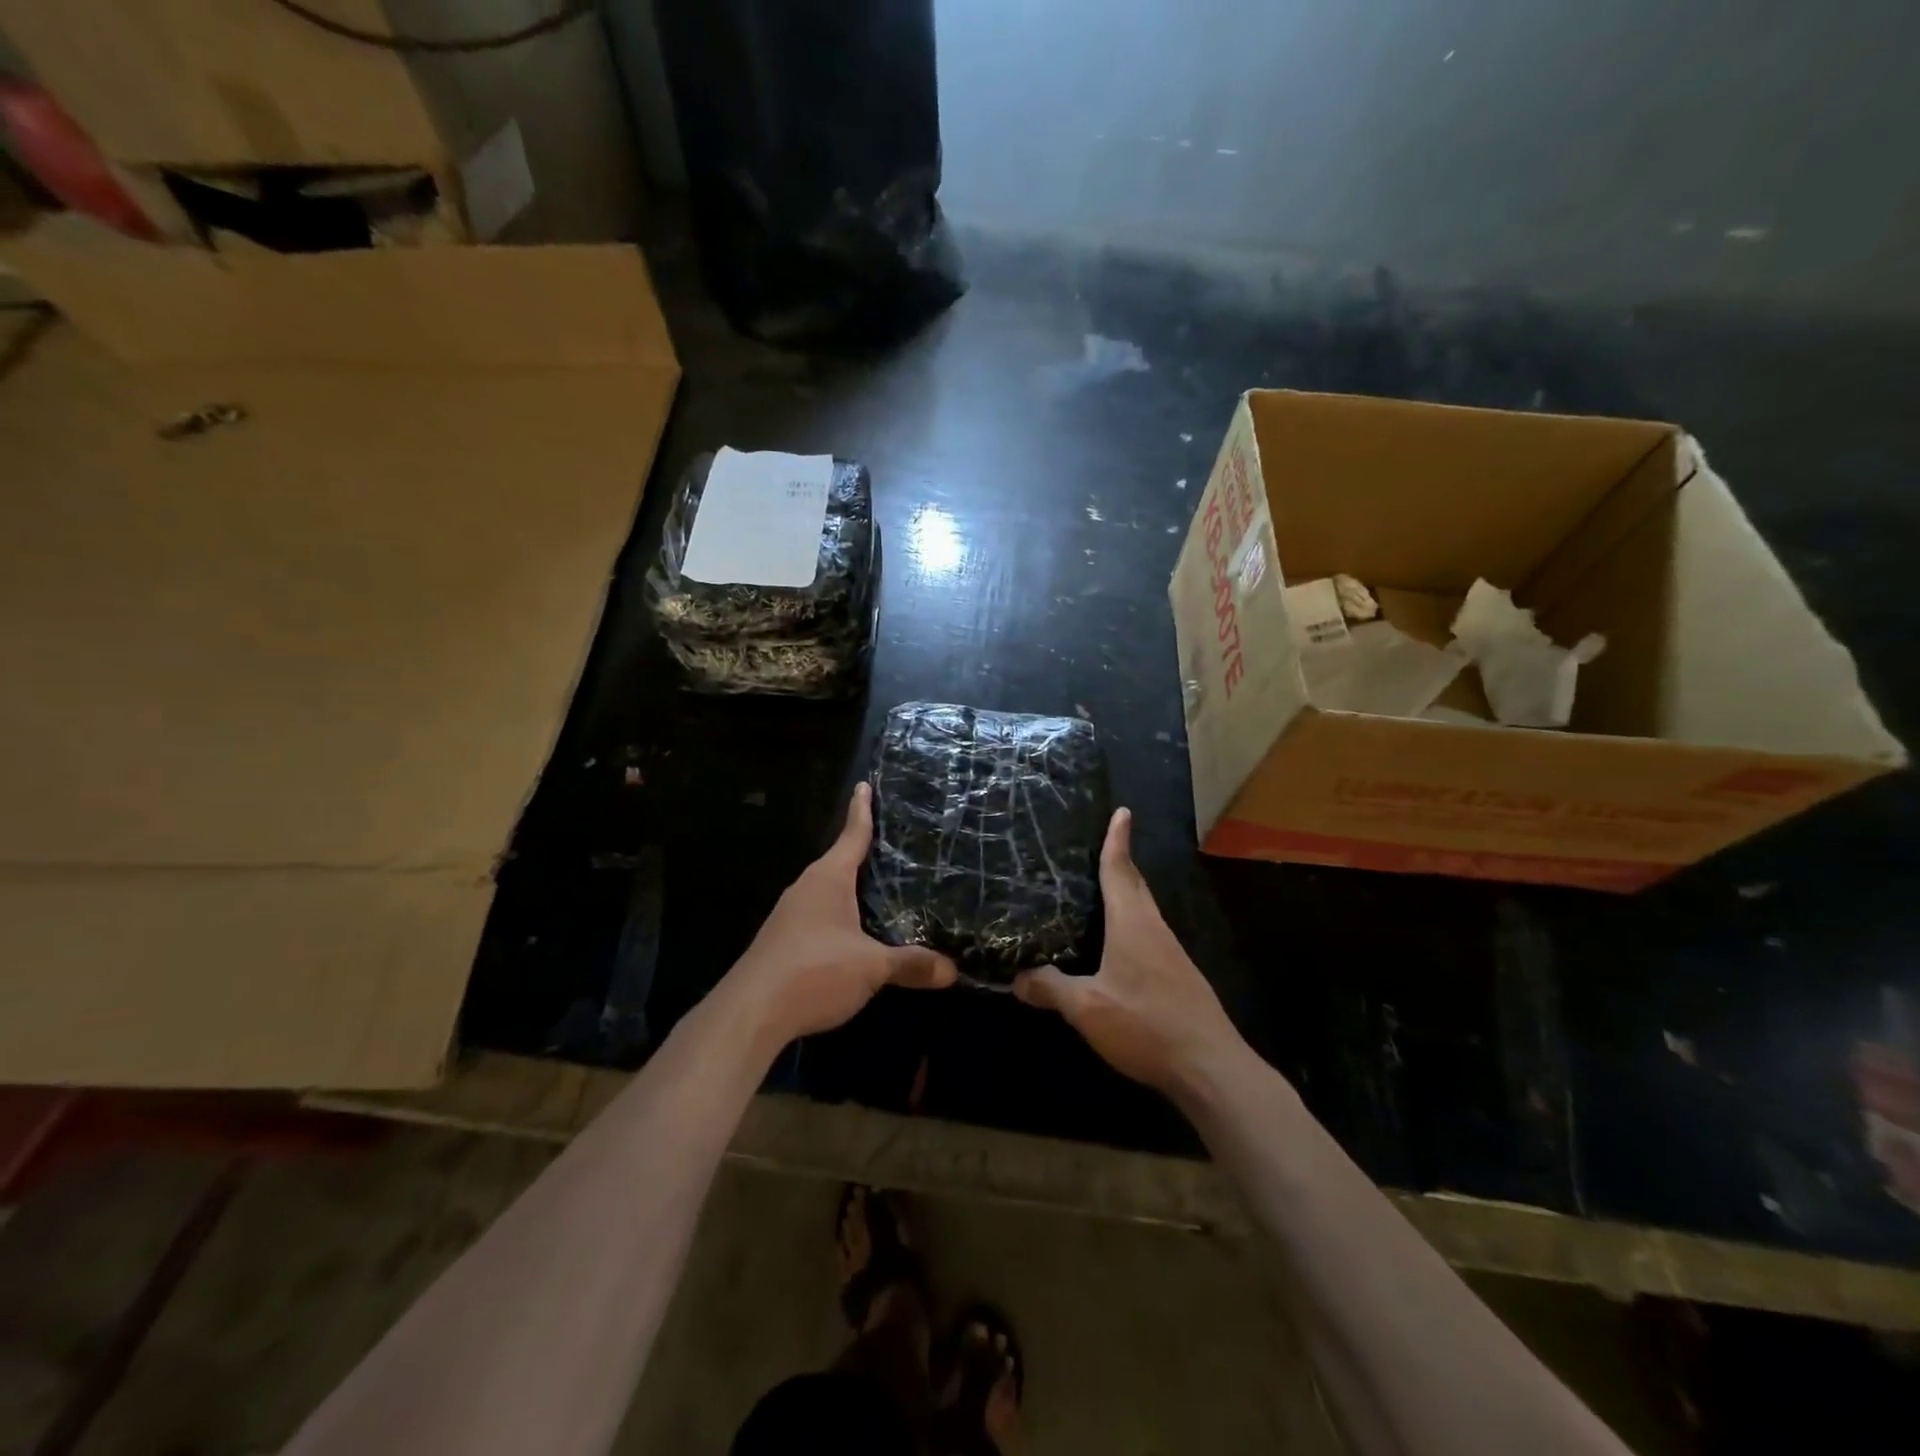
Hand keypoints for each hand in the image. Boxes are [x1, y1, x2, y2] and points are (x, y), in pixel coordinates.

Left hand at [727, 782, 958, 1048]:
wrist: (750, 1012)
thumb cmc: (814, 971)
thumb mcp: (871, 967)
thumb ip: (911, 964)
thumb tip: (953, 970)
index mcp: (828, 878)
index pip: (852, 835)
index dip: (862, 810)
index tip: (864, 784)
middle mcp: (806, 887)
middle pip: (839, 861)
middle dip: (861, 852)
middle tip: (891, 843)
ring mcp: (790, 914)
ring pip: (827, 891)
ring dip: (849, 888)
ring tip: (877, 888)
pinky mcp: (782, 940)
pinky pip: (817, 915)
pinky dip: (838, 915)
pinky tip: (853, 933)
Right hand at [1013, 808, 1244, 1099]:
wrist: (1211, 1067)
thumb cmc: (1146, 1024)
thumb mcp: (1087, 1009)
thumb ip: (1051, 989)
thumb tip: (1016, 978)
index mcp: (1132, 923)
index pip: (1120, 871)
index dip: (1117, 840)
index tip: (1122, 811)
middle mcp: (1154, 929)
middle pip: (1136, 885)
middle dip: (1121, 861)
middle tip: (1102, 843)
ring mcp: (1171, 953)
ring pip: (1144, 911)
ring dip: (1126, 892)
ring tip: (1102, 888)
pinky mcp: (1178, 976)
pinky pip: (1148, 934)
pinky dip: (1131, 923)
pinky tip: (1117, 943)